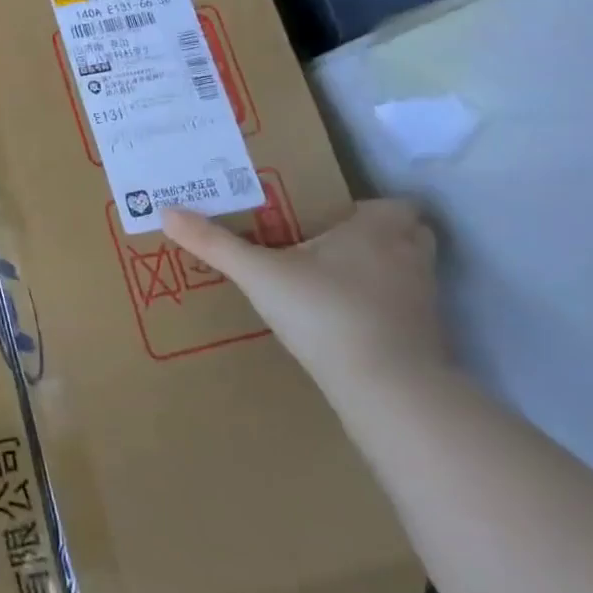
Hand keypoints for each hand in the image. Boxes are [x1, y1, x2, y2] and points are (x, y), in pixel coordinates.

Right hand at [161, 198, 445, 390]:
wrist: (387, 389)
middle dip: (378, 237)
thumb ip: (215, 244)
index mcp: (376, 229)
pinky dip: (383, 311)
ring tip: (334, 281)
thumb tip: (166, 212)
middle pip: (409, 235)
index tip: (331, 216)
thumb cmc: (326, 312)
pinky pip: (406, 311)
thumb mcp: (259, 274)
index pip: (395, 204)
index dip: (368, 207)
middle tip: (330, 243)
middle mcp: (408, 257)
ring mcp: (424, 301)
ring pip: (408, 273)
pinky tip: (346, 322)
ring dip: (381, 273)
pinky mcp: (426, 339)